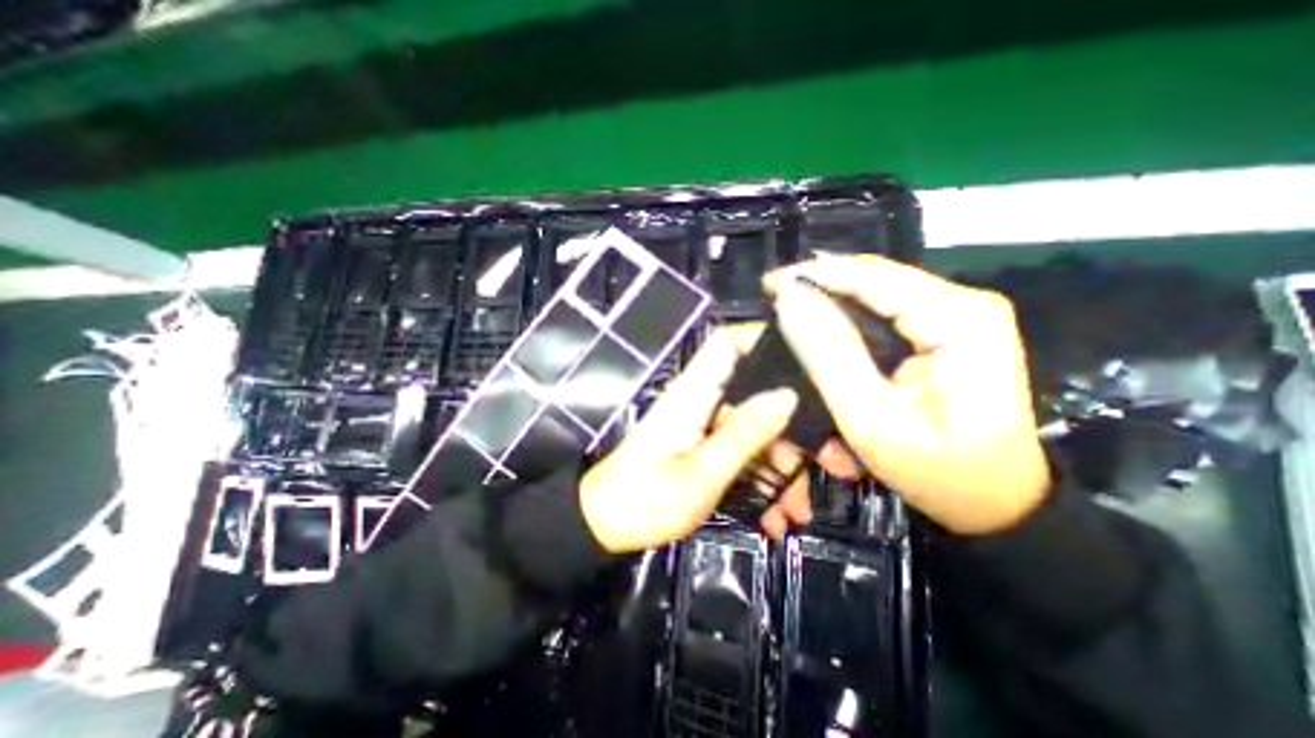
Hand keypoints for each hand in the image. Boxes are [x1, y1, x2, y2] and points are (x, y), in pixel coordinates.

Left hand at [582, 329, 800, 553]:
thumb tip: (788, 395)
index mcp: (695, 394)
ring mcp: (703, 427)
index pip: (728, 345)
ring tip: (798, 513)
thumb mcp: (703, 473)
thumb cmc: (646, 499)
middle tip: (833, 468)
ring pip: (754, 432)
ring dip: (781, 469)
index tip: (811, 358)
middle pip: (756, 397)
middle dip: (795, 432)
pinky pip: (740, 455)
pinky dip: (759, 482)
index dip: (765, 340)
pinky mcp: (701, 448)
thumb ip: (745, 433)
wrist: (602, 527)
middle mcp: (702, 402)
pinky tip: (774, 520)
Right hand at [766, 256, 1055, 533]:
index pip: (871, 277)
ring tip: (790, 316)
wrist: (996, 501)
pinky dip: (848, 320)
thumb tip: (790, 300)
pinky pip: (884, 312)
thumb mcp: (871, 418)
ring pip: (875, 294)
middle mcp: (963, 303)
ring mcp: (956, 315)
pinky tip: (821, 330)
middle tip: (772, 305)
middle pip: (874, 280)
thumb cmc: (937, 470)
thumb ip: (828, 354)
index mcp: (957, 319)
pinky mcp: (946, 330)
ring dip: (831, 305)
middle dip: (820, 290)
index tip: (767, 286)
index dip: (814, 275)